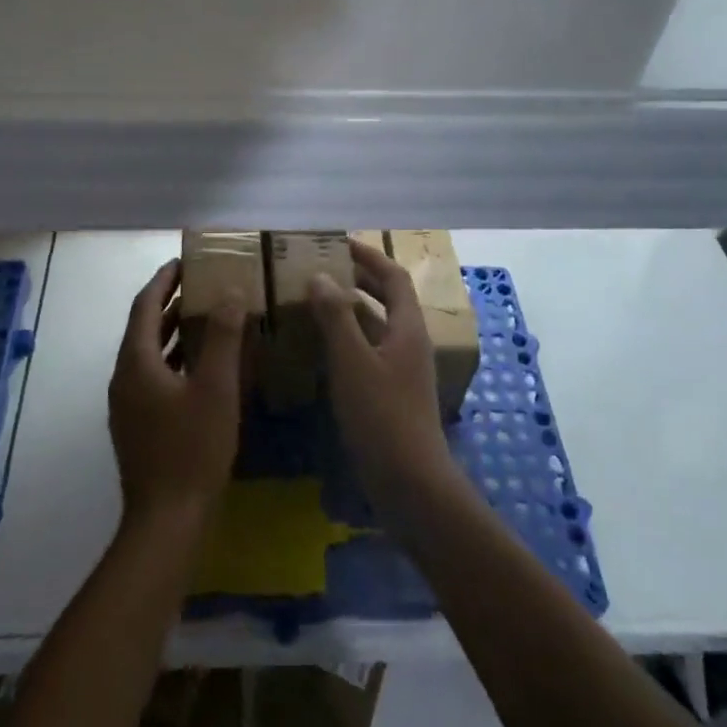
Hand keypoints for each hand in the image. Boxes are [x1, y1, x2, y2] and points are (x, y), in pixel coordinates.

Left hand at [108, 260, 247, 528]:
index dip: (163, 280)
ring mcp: (128, 404)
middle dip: (171, 303)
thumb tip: (229, 292)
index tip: (184, 261)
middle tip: (203, 285)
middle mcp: (124, 377)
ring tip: (207, 316)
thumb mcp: (216, 388)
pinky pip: (154, 376)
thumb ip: (222, 336)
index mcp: (136, 362)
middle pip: (145, 327)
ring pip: (150, 354)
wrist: (167, 520)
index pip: (145, 306)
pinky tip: (203, 367)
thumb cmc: (192, 448)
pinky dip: (176, 360)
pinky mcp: (138, 425)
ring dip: (174, 332)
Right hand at [309, 241, 455, 515]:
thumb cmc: (382, 415)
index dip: (368, 256)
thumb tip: (319, 277)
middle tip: (322, 269)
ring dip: (351, 309)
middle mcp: (410, 343)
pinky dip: (348, 339)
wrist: (410, 483)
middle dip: (358, 279)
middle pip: (388, 298)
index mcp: (408, 328)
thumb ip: (336, 317)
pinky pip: (369, 351)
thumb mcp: (352, 361)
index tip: (337, 243)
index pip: (393, 277)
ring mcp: (403, 370)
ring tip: (316, 302)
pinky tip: (322, 348)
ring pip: (377, 326)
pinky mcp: (392, 393)